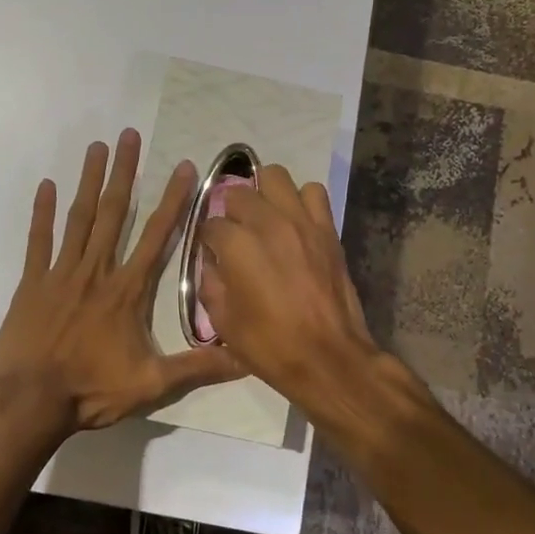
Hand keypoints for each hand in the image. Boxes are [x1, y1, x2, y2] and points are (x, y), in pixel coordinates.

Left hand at [0, 129, 244, 430]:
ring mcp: (61, 273)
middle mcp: (97, 271)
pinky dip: (42, 213)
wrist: (29, 401)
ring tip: (96, 147)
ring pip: (79, 217)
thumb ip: (198, 367)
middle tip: (129, 134)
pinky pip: (38, 240)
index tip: (183, 167)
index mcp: (127, 290)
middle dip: (125, 171)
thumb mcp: (152, 384)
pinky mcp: (32, 283)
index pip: (156, 235)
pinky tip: (46, 185)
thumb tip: (247, 358)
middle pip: (114, 212)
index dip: (173, 200)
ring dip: (89, 181)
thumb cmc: (92, 390)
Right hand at [196, 165, 380, 401]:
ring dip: (264, 193)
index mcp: (236, 245)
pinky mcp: (326, 228)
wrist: (327, 357)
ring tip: (264, 215)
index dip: (207, 239)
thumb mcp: (223, 321)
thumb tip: (212, 262)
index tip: (211, 253)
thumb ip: (210, 282)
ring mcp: (300, 221)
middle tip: (235, 232)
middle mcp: (266, 222)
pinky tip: (295, 221)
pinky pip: (313, 192)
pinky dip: (300, 199)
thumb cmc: (269, 345)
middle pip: (238, 192)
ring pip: (275, 176)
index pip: (210, 223)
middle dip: (230, 210)